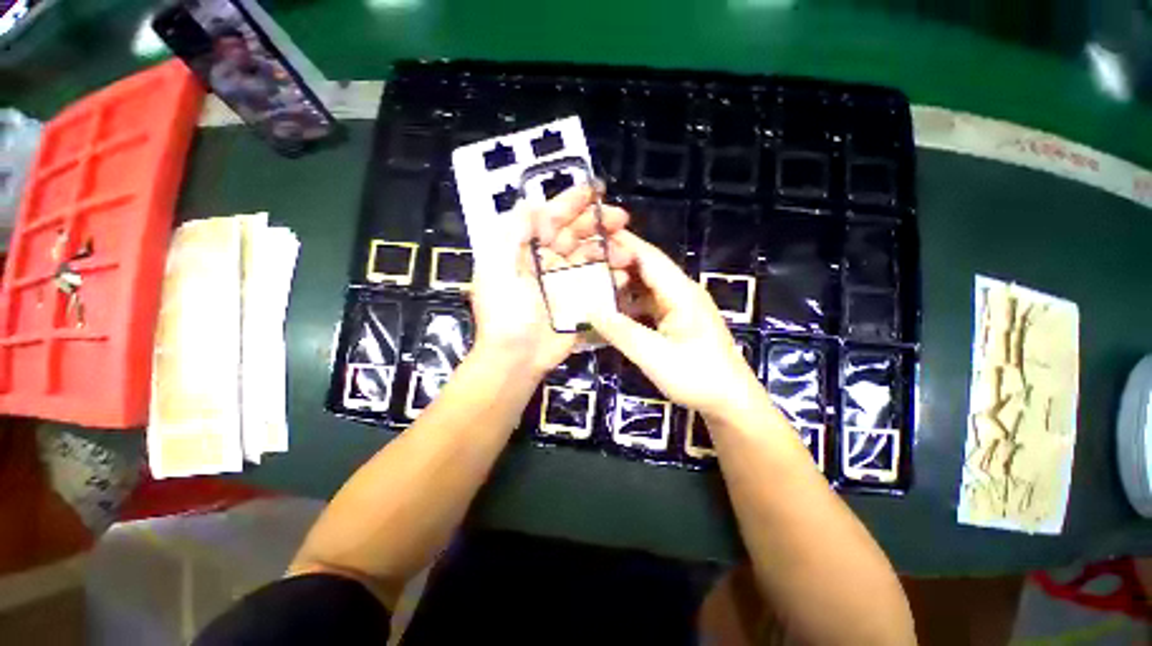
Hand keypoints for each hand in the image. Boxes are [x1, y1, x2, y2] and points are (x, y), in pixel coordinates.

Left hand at [469, 185, 631, 375]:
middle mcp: (547, 261)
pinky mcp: (578, 301)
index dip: (571, 202)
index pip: (550, 218)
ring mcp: (565, 282)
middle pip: (576, 235)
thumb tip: (529, 202)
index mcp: (525, 250)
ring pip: (591, 257)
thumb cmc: (505, 312)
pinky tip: (621, 274)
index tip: (595, 190)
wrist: (516, 357)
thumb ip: (511, 232)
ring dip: (609, 250)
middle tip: (622, 218)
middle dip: (598, 224)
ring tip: (626, 251)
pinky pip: (598, 283)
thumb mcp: (496, 267)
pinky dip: (610, 277)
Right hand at [589, 230, 761, 417]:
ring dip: (621, 285)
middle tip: (584, 263)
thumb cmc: (698, 377)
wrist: (730, 401)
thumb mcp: (654, 356)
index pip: (648, 257)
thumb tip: (590, 309)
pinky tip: (611, 310)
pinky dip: (629, 304)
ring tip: (592, 284)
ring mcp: (679, 307)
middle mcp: (680, 293)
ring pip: (645, 286)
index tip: (594, 235)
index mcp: (680, 293)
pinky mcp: (676, 320)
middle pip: (646, 268)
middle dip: (617, 263)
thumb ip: (621, 332)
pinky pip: (647, 304)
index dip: (623, 244)